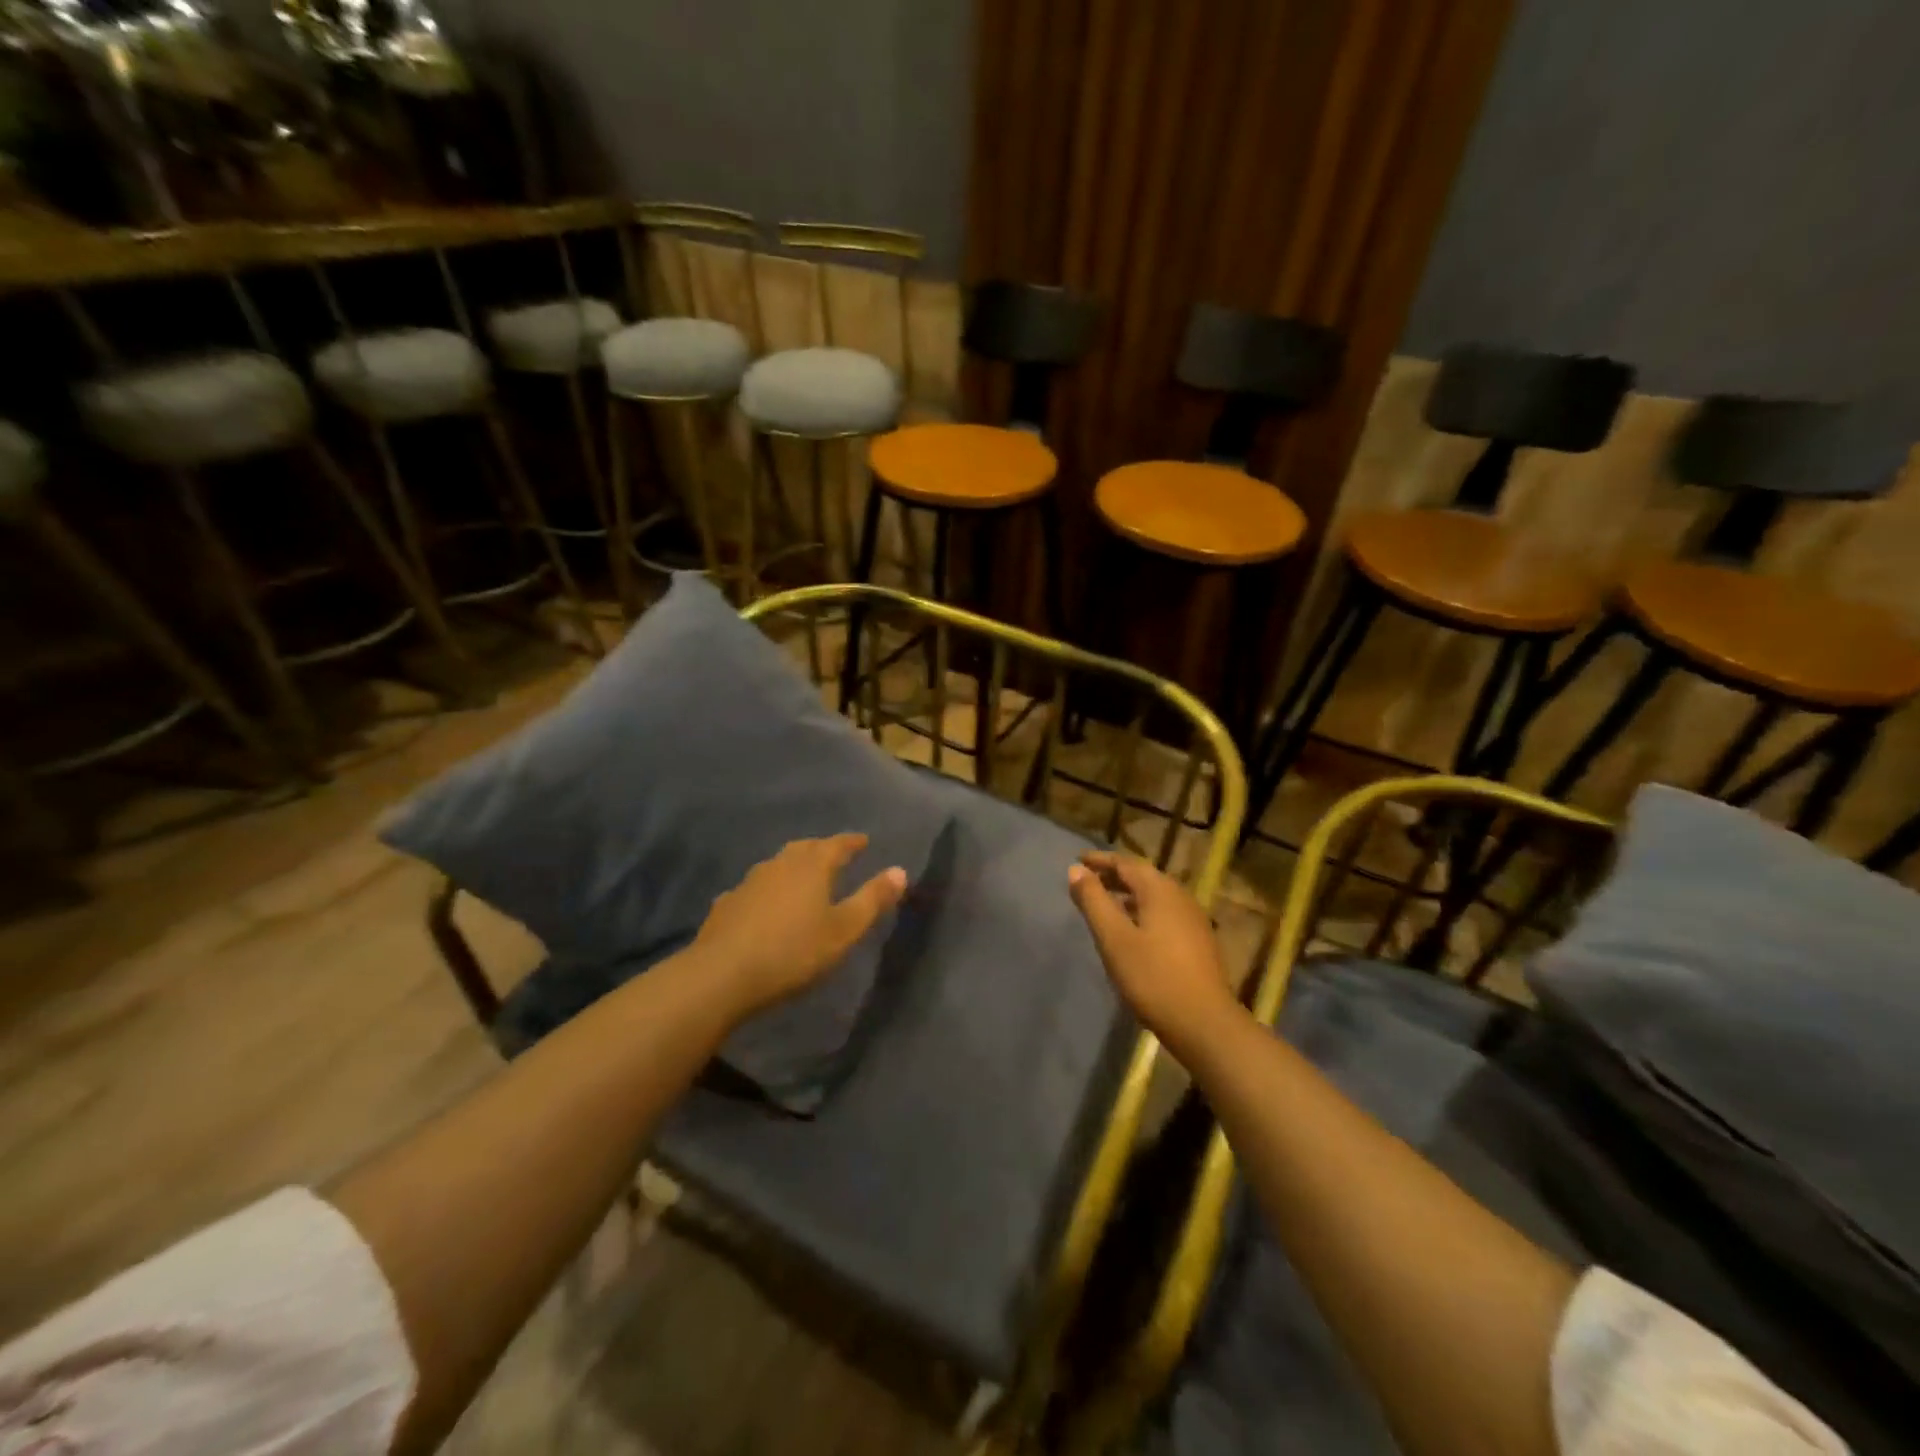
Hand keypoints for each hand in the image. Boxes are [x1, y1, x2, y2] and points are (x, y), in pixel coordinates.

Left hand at [693, 834, 907, 1017]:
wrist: (721, 975)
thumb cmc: (793, 952)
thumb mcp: (843, 930)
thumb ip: (872, 899)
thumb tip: (900, 870)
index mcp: (812, 866)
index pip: (837, 844)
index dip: (852, 842)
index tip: (863, 841)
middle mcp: (780, 865)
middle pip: (804, 848)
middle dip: (822, 849)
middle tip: (835, 855)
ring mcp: (749, 882)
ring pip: (777, 865)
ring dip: (793, 867)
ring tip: (802, 879)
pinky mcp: (726, 904)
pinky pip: (755, 889)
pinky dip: (768, 891)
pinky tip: (765, 906)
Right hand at [1068, 851, 1236, 1050]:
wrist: (1204, 1023)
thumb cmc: (1153, 977)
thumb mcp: (1114, 938)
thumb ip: (1093, 901)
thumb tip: (1076, 870)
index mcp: (1159, 890)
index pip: (1125, 863)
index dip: (1100, 860)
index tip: (1078, 860)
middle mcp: (1179, 897)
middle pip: (1143, 876)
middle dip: (1114, 875)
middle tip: (1088, 880)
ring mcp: (1193, 919)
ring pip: (1155, 896)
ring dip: (1129, 894)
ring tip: (1106, 903)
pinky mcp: (1198, 941)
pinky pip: (1164, 912)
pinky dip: (1143, 910)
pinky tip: (1133, 929)